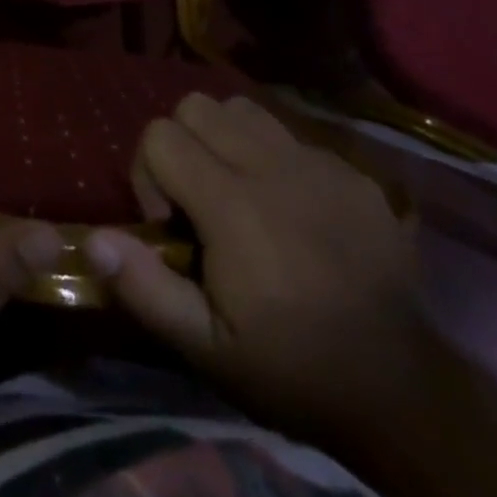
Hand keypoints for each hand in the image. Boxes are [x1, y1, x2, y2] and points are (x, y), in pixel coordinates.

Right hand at [86, 93, 423, 449]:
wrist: (401, 390)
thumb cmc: (292, 369)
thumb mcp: (206, 349)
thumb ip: (144, 287)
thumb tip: (95, 238)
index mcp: (233, 204)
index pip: (160, 135)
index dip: (149, 175)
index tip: (172, 226)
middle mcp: (272, 165)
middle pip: (196, 106)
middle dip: (182, 146)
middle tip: (200, 202)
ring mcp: (316, 161)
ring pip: (241, 107)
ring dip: (225, 139)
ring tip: (238, 192)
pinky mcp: (349, 170)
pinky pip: (289, 134)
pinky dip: (272, 158)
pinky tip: (290, 210)